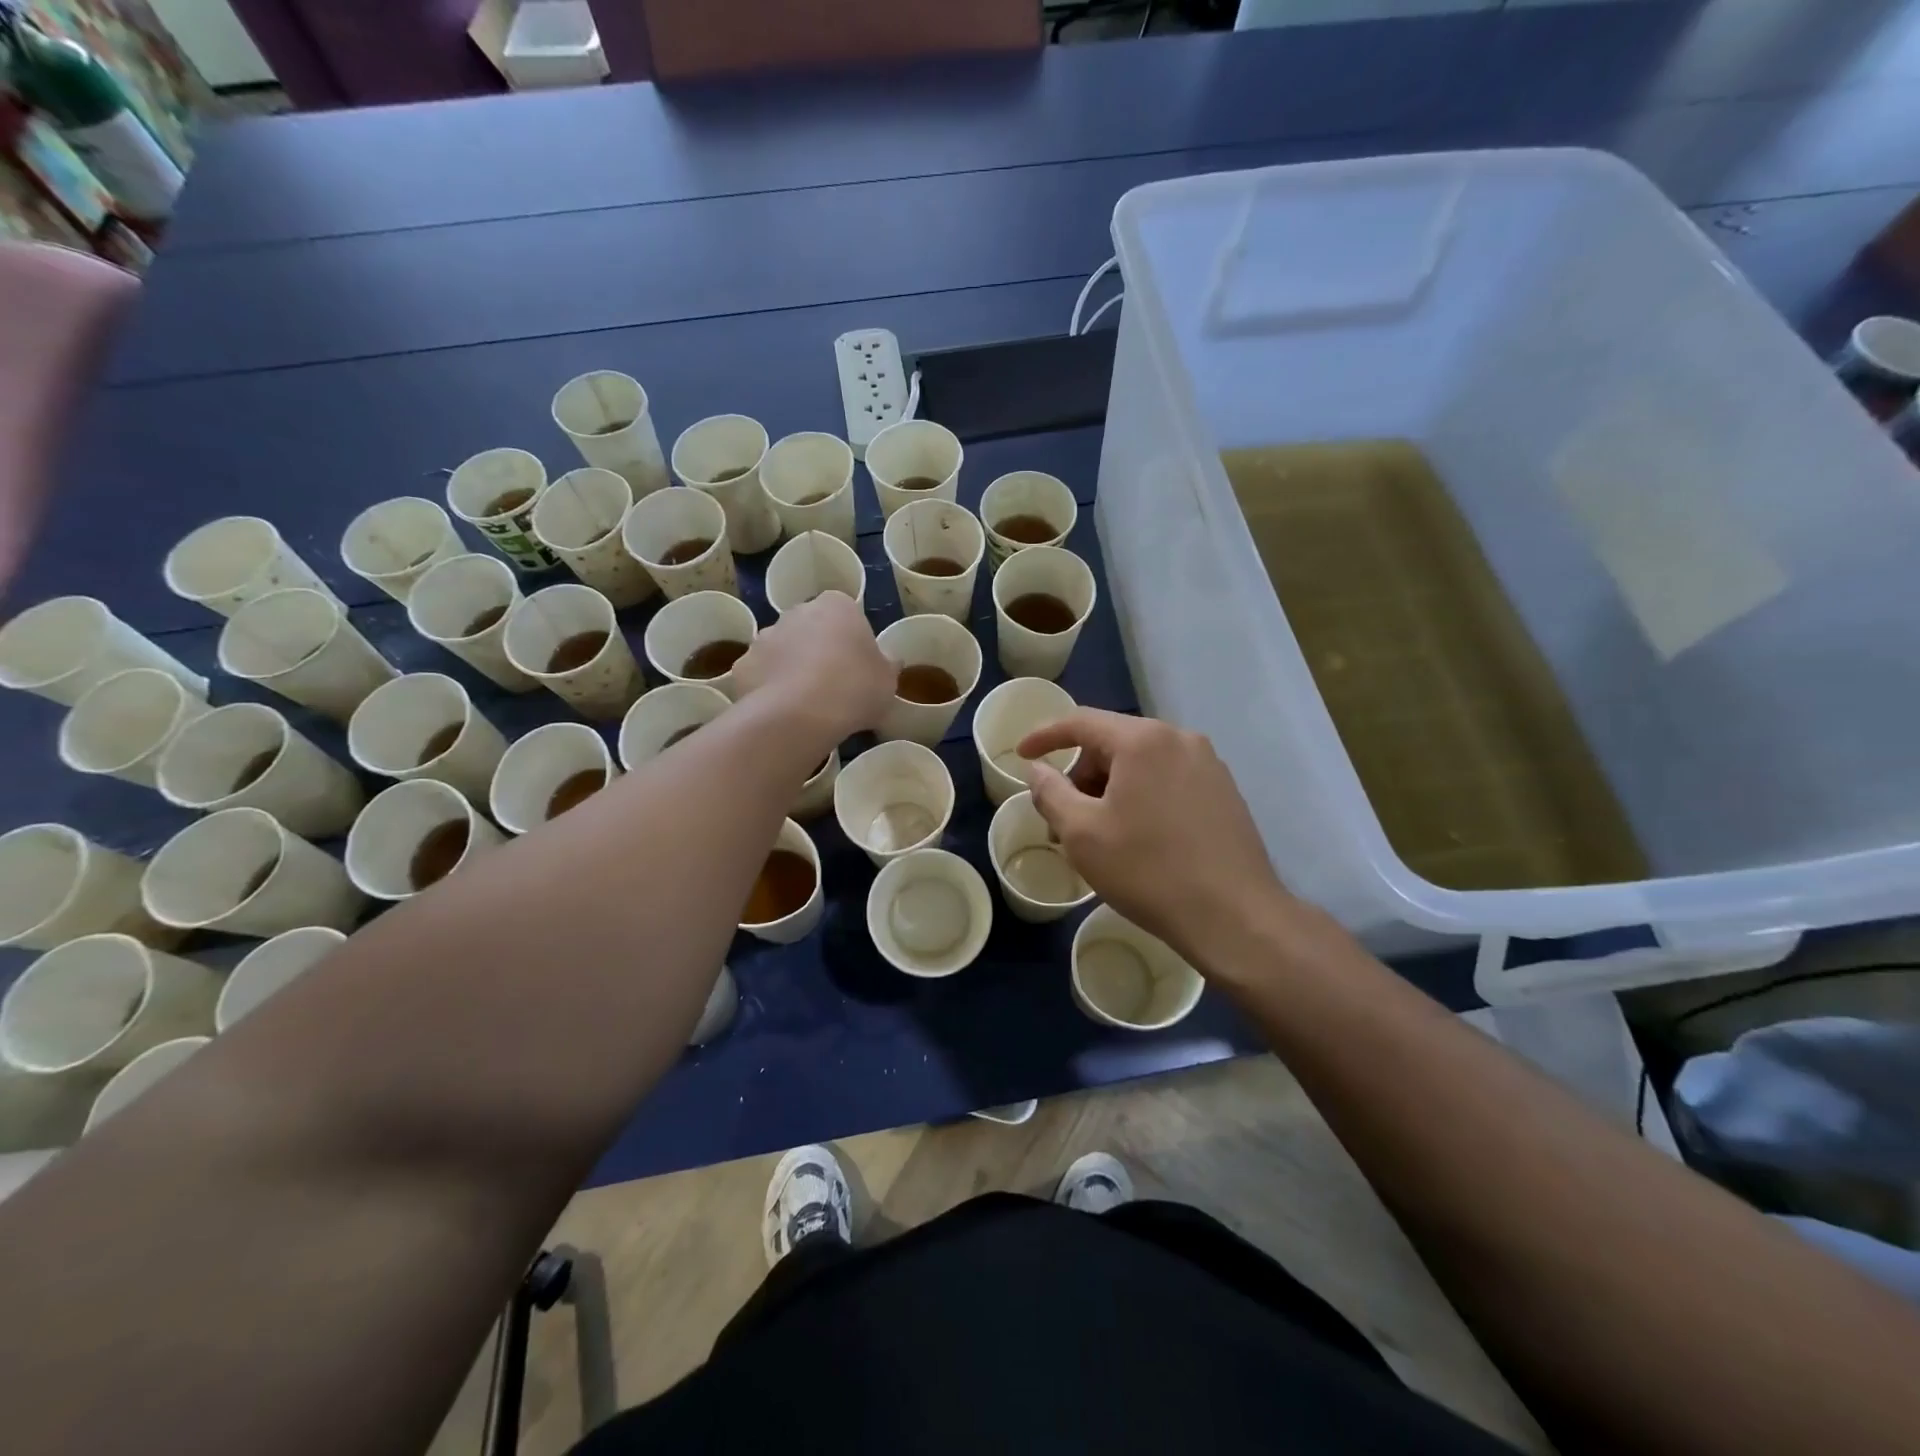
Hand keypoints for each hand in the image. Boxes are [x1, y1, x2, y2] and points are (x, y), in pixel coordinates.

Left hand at [732, 591, 892, 743]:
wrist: (799, 716)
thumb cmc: (854, 688)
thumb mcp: (888, 680)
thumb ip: (887, 665)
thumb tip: (890, 660)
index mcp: (836, 606)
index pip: (846, 613)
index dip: (852, 640)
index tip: (859, 666)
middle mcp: (796, 611)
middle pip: (810, 627)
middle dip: (818, 649)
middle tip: (834, 684)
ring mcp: (764, 637)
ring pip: (782, 650)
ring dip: (792, 667)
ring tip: (807, 704)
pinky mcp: (742, 665)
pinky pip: (761, 675)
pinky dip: (769, 689)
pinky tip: (783, 713)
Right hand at [1019, 710, 1291, 969]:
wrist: (1235, 917)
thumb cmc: (1148, 870)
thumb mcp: (1082, 834)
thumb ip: (1051, 793)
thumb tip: (1037, 769)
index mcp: (1143, 740)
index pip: (1080, 721)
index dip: (1044, 736)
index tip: (1020, 755)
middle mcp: (1179, 739)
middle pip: (1112, 743)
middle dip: (1081, 775)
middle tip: (1064, 820)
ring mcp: (1208, 764)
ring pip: (1141, 764)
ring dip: (1110, 789)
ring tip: (1100, 836)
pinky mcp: (1224, 791)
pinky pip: (1167, 780)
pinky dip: (1141, 797)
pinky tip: (1138, 838)